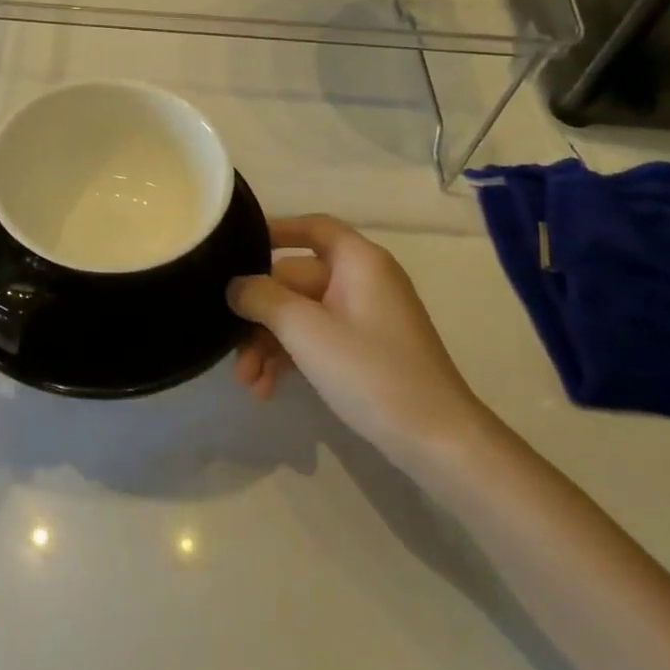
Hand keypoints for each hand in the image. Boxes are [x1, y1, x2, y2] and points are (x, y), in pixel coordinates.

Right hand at [229, 215, 487, 464]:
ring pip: (302, 314)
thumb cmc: (371, 372)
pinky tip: (267, 388)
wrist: (438, 441)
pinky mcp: (367, 350)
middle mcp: (363, 280)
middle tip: (232, 349)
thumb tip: (235, 285)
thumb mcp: (306, 331)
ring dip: (271, 343)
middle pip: (296, 280)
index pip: (312, 228)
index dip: (274, 231)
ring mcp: (366, 317)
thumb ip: (262, 298)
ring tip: (248, 382)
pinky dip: (292, 357)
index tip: (235, 248)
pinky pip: (319, 338)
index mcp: (359, 262)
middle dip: (260, 315)